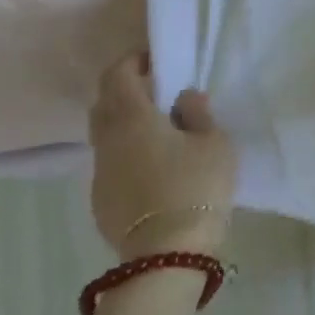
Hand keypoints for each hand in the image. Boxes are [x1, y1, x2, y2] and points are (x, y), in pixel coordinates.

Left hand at [89, 53, 237, 259]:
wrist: (166, 255)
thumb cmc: (195, 187)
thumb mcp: (214, 143)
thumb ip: (198, 113)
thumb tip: (183, 97)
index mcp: (132, 119)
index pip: (117, 75)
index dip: (132, 61)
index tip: (155, 59)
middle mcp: (107, 141)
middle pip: (104, 103)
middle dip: (125, 90)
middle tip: (157, 91)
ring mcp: (100, 173)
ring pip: (104, 135)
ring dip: (125, 123)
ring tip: (158, 129)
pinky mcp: (101, 200)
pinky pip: (110, 162)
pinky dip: (126, 152)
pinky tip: (153, 165)